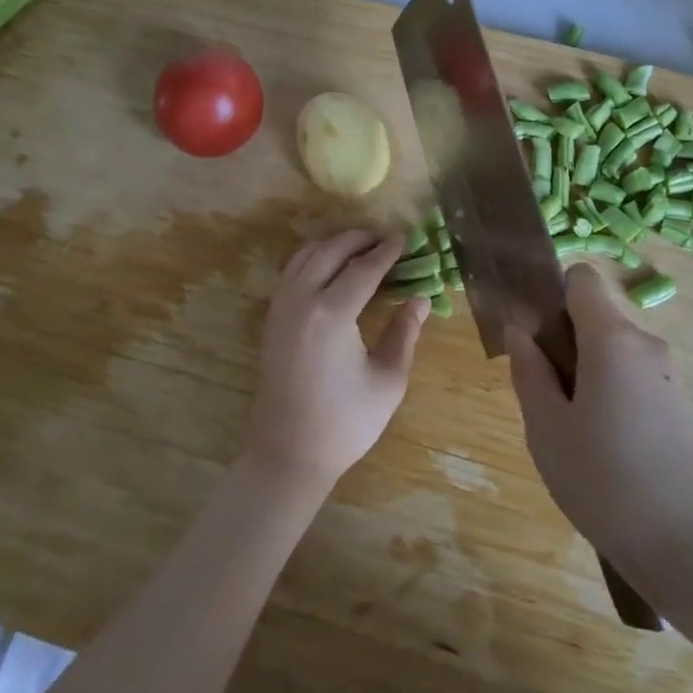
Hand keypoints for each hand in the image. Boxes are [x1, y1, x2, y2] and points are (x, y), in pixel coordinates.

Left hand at [244, 231, 428, 492]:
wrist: (288, 454)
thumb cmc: (345, 422)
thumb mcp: (388, 379)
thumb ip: (405, 332)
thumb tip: (421, 298)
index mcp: (332, 315)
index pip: (363, 268)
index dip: (386, 251)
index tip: (405, 238)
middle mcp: (301, 301)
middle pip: (330, 251)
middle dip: (359, 239)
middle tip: (386, 240)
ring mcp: (280, 308)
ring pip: (305, 255)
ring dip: (334, 245)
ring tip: (361, 248)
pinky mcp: (271, 319)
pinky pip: (292, 272)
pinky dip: (314, 258)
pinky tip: (332, 269)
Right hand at [507, 265, 692, 588]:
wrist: (684, 544)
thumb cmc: (603, 481)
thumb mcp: (546, 428)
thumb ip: (529, 370)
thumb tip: (519, 331)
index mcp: (611, 338)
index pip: (582, 279)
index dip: (554, 296)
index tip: (537, 336)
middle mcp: (645, 343)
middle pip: (597, 316)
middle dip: (567, 341)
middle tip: (548, 396)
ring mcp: (668, 372)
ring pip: (615, 348)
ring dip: (589, 369)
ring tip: (576, 428)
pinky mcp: (680, 401)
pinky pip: (635, 373)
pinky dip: (614, 389)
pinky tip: (606, 443)